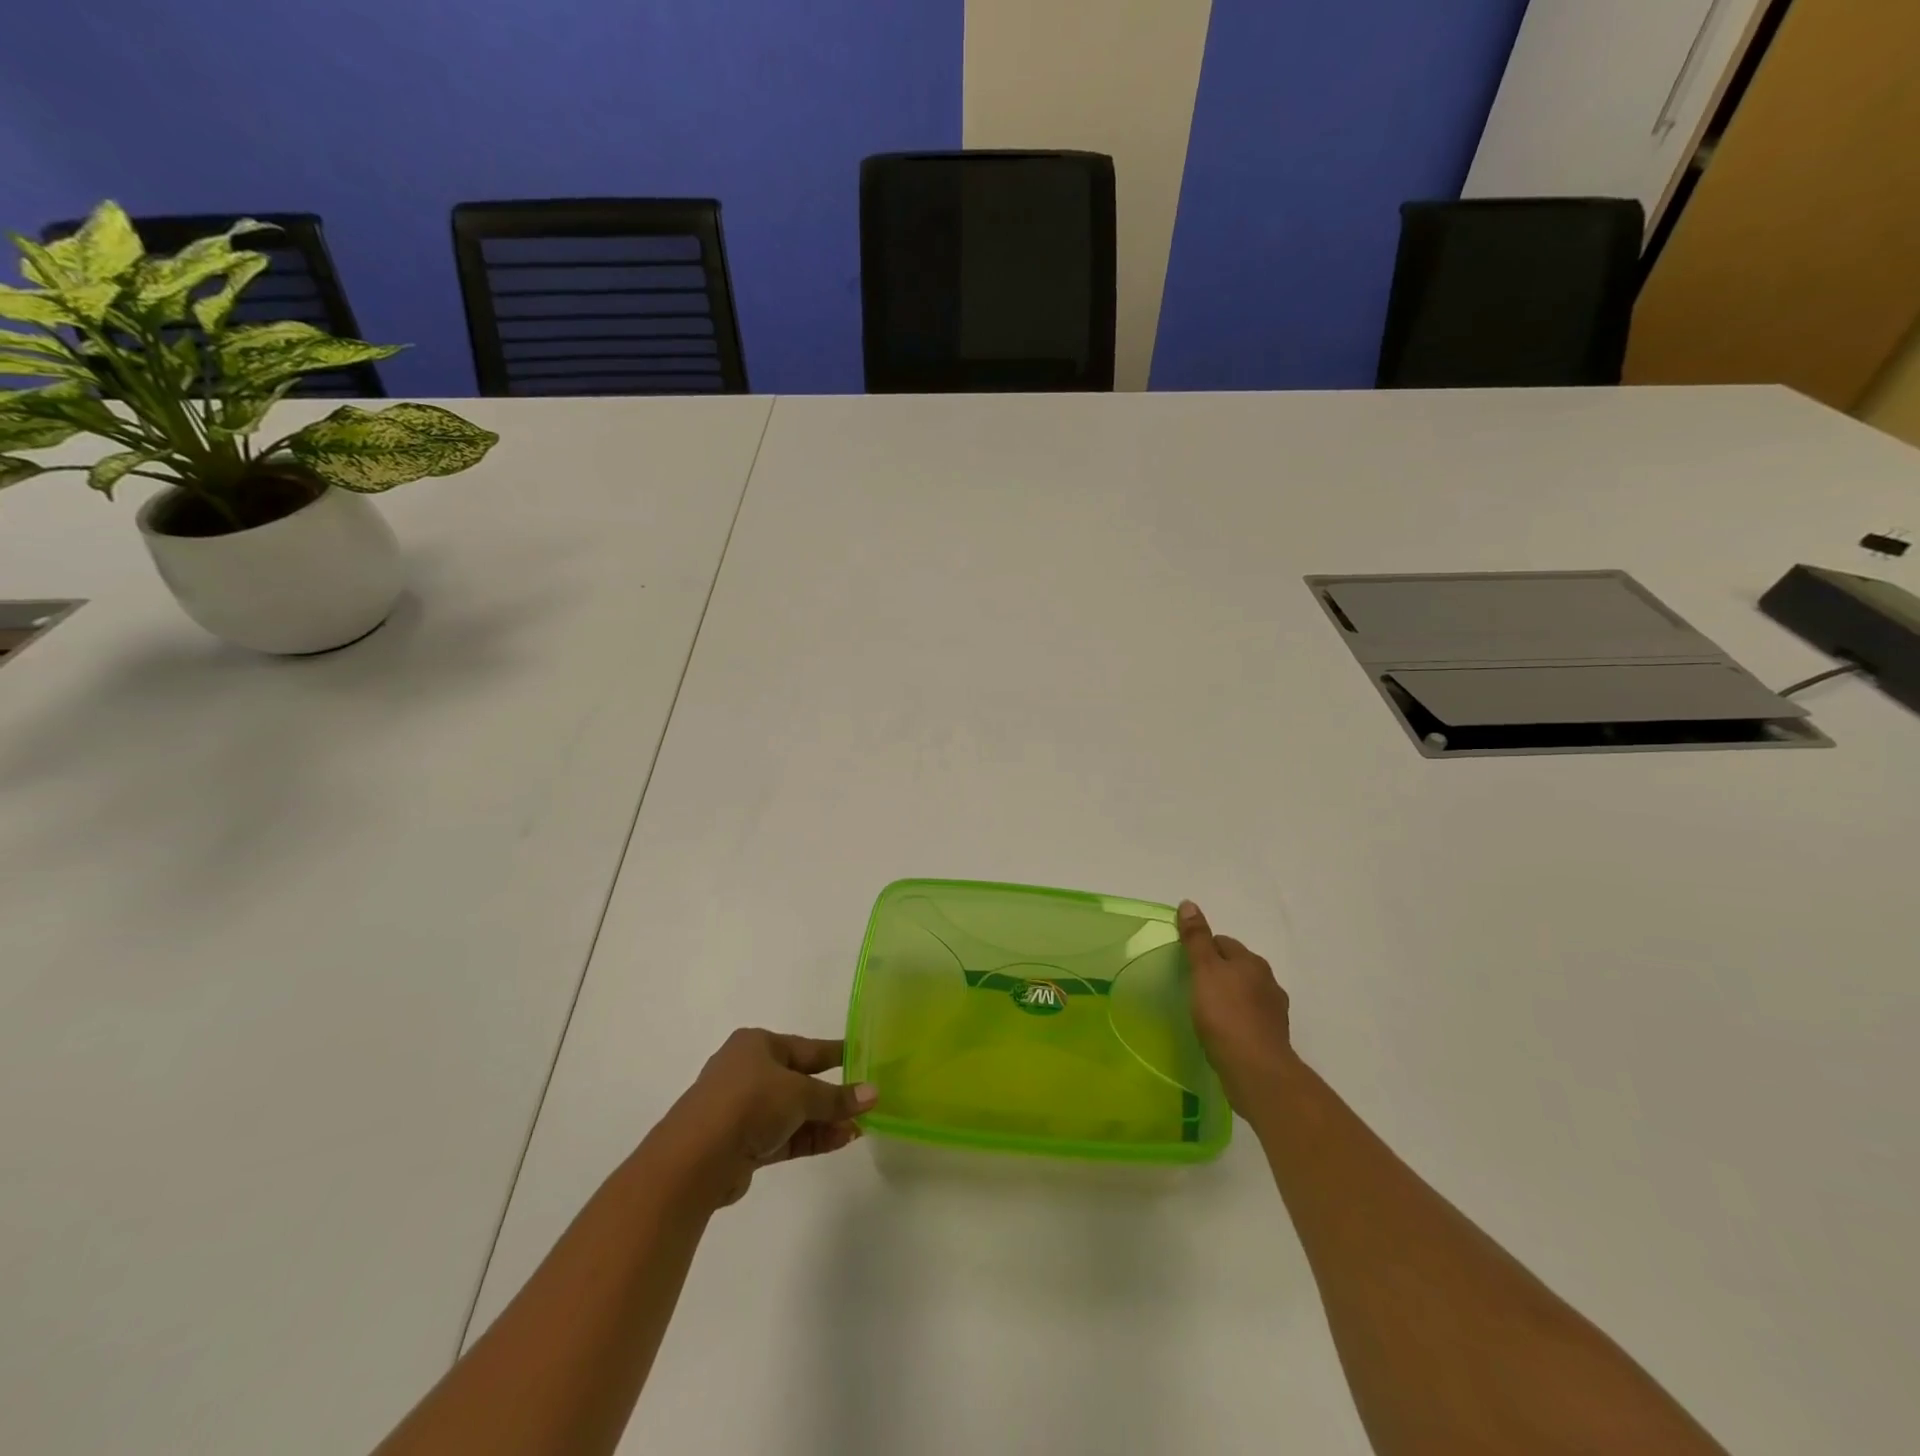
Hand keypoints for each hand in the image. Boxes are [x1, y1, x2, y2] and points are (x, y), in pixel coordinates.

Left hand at [651, 1029, 876, 1210]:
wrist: (695, 1159)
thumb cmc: (749, 1103)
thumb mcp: (800, 1094)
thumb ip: (836, 1097)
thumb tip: (873, 1093)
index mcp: (757, 1045)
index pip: (806, 1048)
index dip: (837, 1054)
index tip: (865, 1058)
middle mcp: (748, 1071)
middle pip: (800, 1080)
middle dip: (833, 1095)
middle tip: (867, 1102)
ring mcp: (743, 1109)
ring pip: (793, 1111)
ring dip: (825, 1120)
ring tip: (860, 1128)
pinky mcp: (742, 1143)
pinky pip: (784, 1135)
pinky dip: (809, 1137)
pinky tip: (840, 1141)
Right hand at [1178, 900, 1295, 1108]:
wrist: (1256, 1070)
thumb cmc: (1225, 1014)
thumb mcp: (1204, 970)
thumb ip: (1196, 939)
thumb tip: (1189, 903)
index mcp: (1251, 961)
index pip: (1223, 942)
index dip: (1203, 949)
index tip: (1186, 965)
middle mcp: (1268, 981)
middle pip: (1236, 967)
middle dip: (1218, 973)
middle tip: (1193, 988)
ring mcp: (1274, 1011)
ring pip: (1245, 994)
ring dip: (1229, 997)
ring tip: (1206, 1012)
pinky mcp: (1273, 1037)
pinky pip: (1250, 1019)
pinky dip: (1237, 1020)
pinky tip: (1222, 1032)